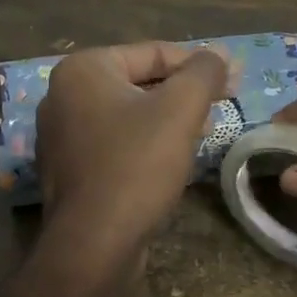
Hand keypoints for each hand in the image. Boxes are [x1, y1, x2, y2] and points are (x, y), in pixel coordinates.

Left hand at [35, 41, 231, 264]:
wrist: (93, 244)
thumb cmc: (136, 165)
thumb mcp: (180, 109)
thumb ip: (203, 73)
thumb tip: (219, 55)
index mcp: (83, 70)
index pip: (153, 52)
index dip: (199, 64)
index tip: (234, 79)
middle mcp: (63, 95)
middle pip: (139, 81)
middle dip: (184, 92)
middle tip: (224, 104)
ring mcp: (62, 134)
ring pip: (129, 113)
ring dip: (169, 117)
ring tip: (206, 130)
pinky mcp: (69, 168)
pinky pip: (116, 141)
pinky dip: (146, 141)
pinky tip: (173, 157)